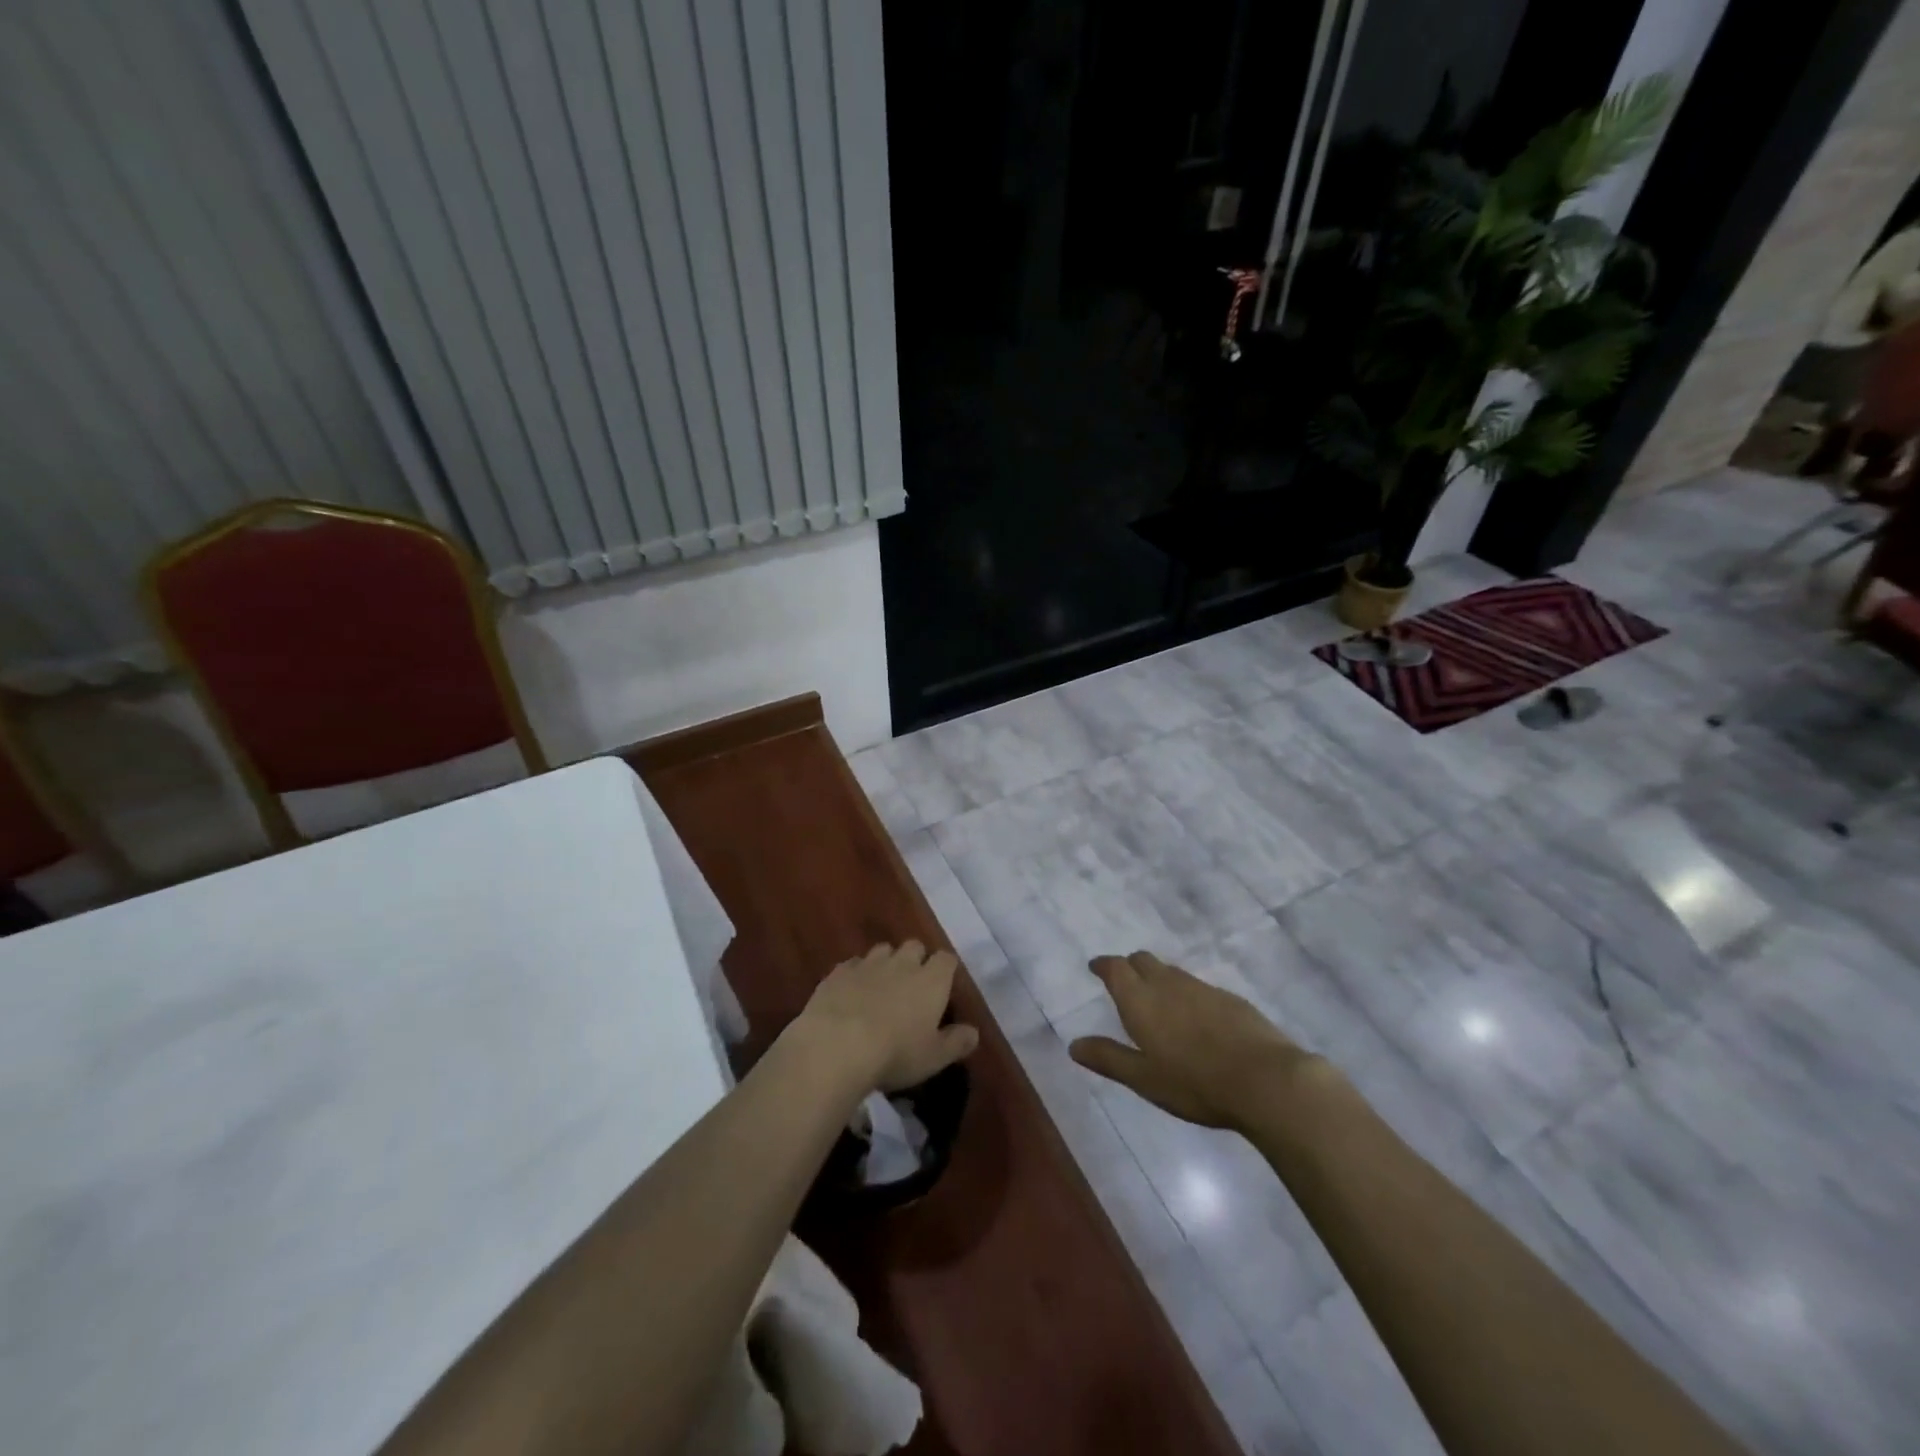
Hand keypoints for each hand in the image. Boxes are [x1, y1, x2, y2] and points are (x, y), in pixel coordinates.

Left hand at [796, 941, 979, 1092]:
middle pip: (914, 946)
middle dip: (916, 959)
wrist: (837, 1046)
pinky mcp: (838, 972)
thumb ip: (956, 1043)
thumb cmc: (895, 1053)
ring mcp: (868, 964)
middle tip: (912, 985)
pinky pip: (852, 964)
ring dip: (886, 963)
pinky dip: (856, 974)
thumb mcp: (934, 1057)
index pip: (946, 959)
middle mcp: (902, 963)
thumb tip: (974, 1033)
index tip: (944, 984)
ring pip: (883, 950)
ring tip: (881, 986)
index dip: (946, 969)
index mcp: (931, 980)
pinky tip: (851, 993)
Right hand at [1069, 951, 1316, 1129]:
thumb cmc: (1194, 1083)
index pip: (1116, 968)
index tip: (1095, 967)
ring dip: (1158, 977)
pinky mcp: (1230, 998)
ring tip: (1157, 998)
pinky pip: (1197, 986)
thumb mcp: (1144, 1079)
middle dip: (1129, 966)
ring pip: (1171, 971)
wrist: (1265, 1080)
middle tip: (1124, 981)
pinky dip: (1185, 993)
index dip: (1103, 965)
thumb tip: (1073, 1045)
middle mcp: (1168, 984)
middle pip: (1143, 961)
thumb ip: (1109, 1058)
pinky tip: (1194, 1016)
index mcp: (1141, 999)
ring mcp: (1202, 988)